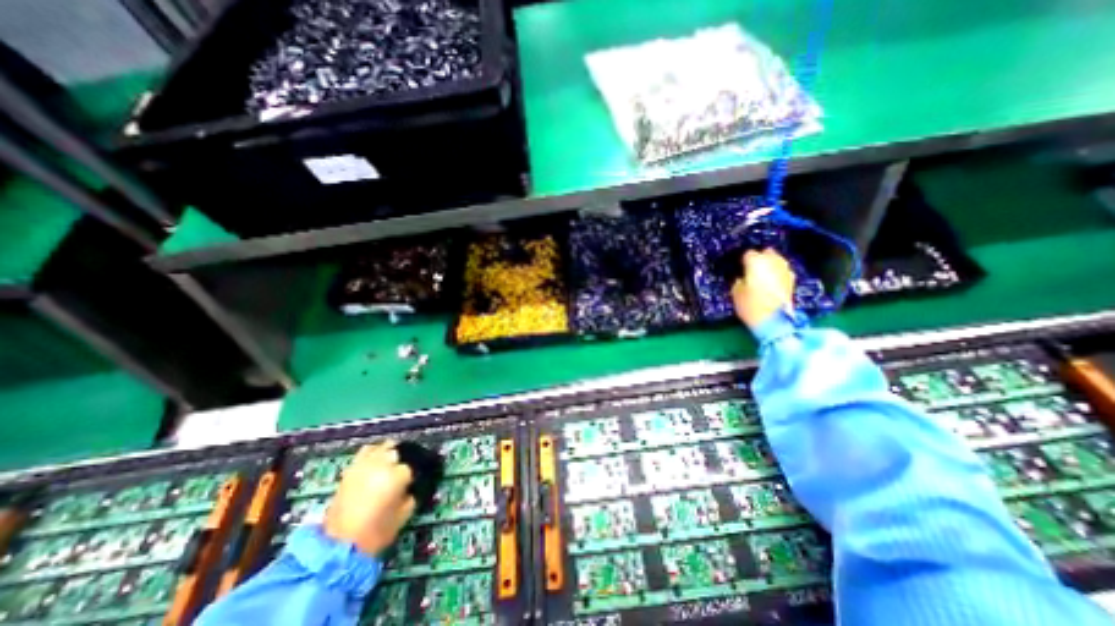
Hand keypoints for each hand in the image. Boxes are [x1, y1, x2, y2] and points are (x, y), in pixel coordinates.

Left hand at [323, 440, 416, 557]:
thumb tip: (411, 488)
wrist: (339, 546)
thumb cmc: (376, 532)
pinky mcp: (351, 469)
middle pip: (398, 452)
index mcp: (398, 475)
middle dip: (401, 461)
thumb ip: (411, 495)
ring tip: (389, 464)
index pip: (411, 467)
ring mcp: (365, 464)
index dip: (411, 478)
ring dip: (389, 453)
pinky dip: (373, 453)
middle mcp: (383, 464)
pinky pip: (366, 451)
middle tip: (400, 474)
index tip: (410, 485)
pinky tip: (375, 462)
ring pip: (383, 447)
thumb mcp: (404, 514)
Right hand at [728, 248, 796, 329]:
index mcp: (756, 261)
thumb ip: (738, 281)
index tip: (739, 268)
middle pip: (766, 252)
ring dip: (770, 265)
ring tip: (762, 275)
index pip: (748, 254)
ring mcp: (785, 270)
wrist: (774, 320)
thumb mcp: (735, 293)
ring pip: (777, 260)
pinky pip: (783, 271)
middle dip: (760, 258)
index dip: (743, 261)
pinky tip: (772, 283)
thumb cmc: (750, 305)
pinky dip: (777, 274)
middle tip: (751, 269)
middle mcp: (773, 261)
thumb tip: (742, 278)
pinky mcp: (792, 280)